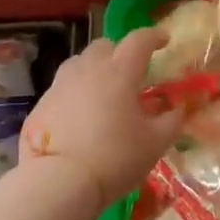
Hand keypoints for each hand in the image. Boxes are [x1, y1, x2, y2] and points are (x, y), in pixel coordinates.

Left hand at [19, 29, 185, 219]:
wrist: (59, 182)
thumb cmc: (115, 158)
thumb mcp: (156, 143)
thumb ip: (172, 120)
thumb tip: (178, 108)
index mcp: (120, 72)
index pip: (139, 40)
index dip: (154, 36)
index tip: (164, 41)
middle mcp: (88, 69)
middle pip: (105, 46)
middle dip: (120, 52)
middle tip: (131, 73)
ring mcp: (60, 85)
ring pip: (80, 64)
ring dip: (95, 70)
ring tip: (103, 93)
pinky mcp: (41, 105)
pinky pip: (63, 88)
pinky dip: (75, 94)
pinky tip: (80, 117)